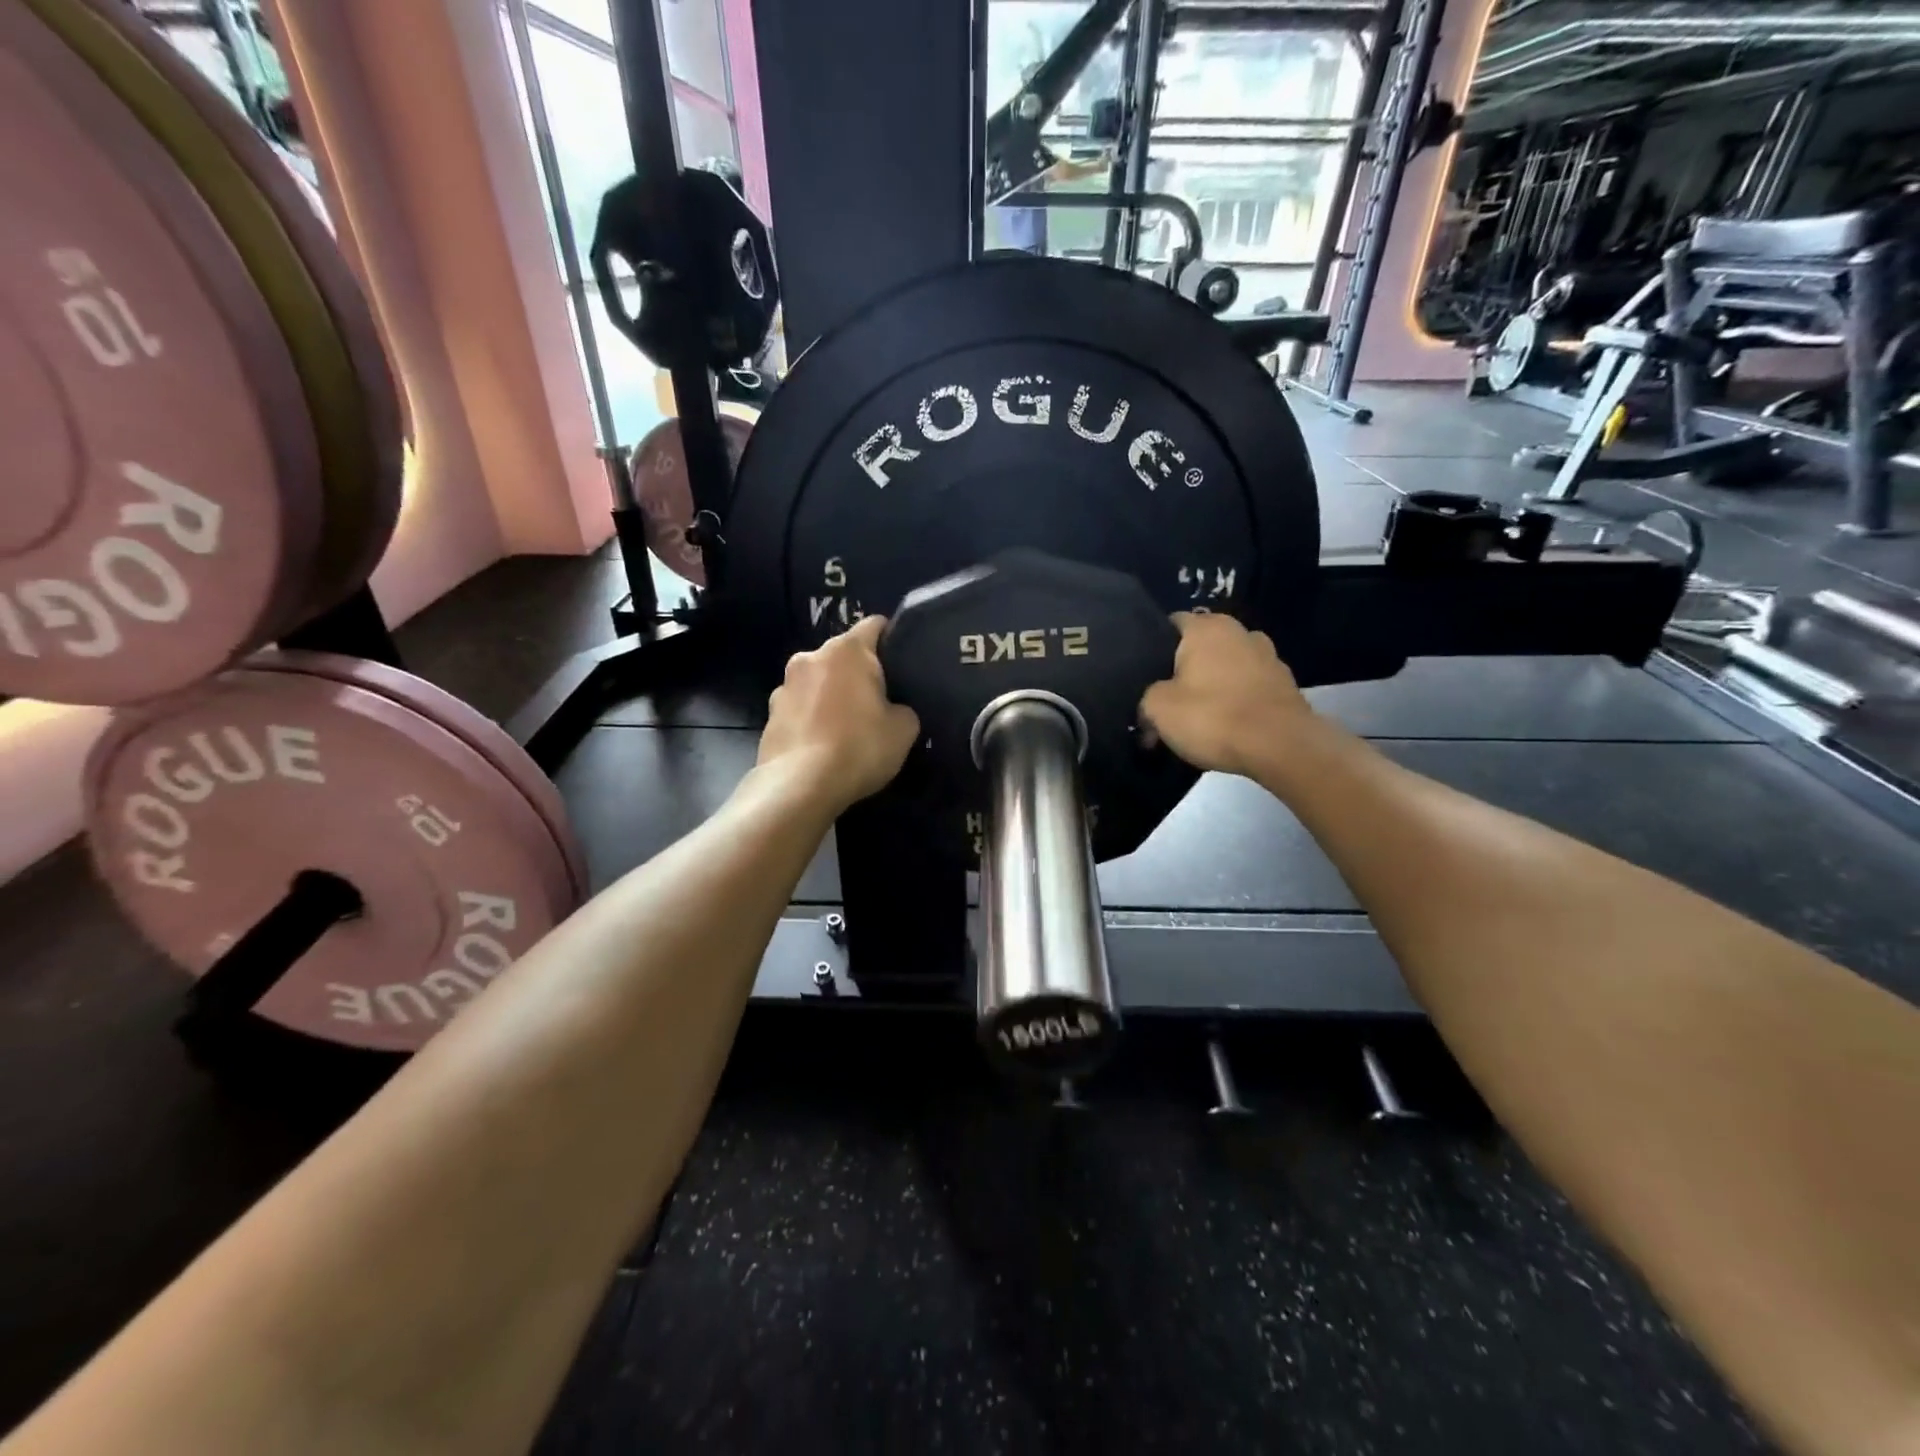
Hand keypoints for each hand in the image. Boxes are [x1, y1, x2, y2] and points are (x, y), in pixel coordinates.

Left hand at [758, 616, 920, 811]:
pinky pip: (800, 709)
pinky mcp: (769, 716)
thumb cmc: (858, 747)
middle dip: (859, 673)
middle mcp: (810, 657)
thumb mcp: (904, 729)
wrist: (799, 786)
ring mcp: (784, 686)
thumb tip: (893, 709)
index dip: (892, 639)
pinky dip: (812, 719)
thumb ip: (903, 708)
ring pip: (818, 682)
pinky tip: (823, 746)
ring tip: (846, 729)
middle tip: (878, 703)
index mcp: (847, 650)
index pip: (875, 625)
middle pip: (843, 656)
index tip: (903, 661)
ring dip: (831, 696)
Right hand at [1139, 613, 1314, 776]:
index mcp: (1206, 628)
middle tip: (1166, 701)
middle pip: (1200, 647)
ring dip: (1212, 686)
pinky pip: (1248, 688)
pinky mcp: (1286, 685)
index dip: (1153, 648)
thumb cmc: (1213, 717)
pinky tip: (1226, 727)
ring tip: (1198, 718)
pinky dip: (1236, 702)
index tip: (1143, 675)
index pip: (1171, 623)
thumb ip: (1146, 699)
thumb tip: (1149, 707)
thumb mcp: (1158, 709)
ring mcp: (1268, 657)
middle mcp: (1240, 632)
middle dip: (1183, 671)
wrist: (1281, 747)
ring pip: (1226, 668)